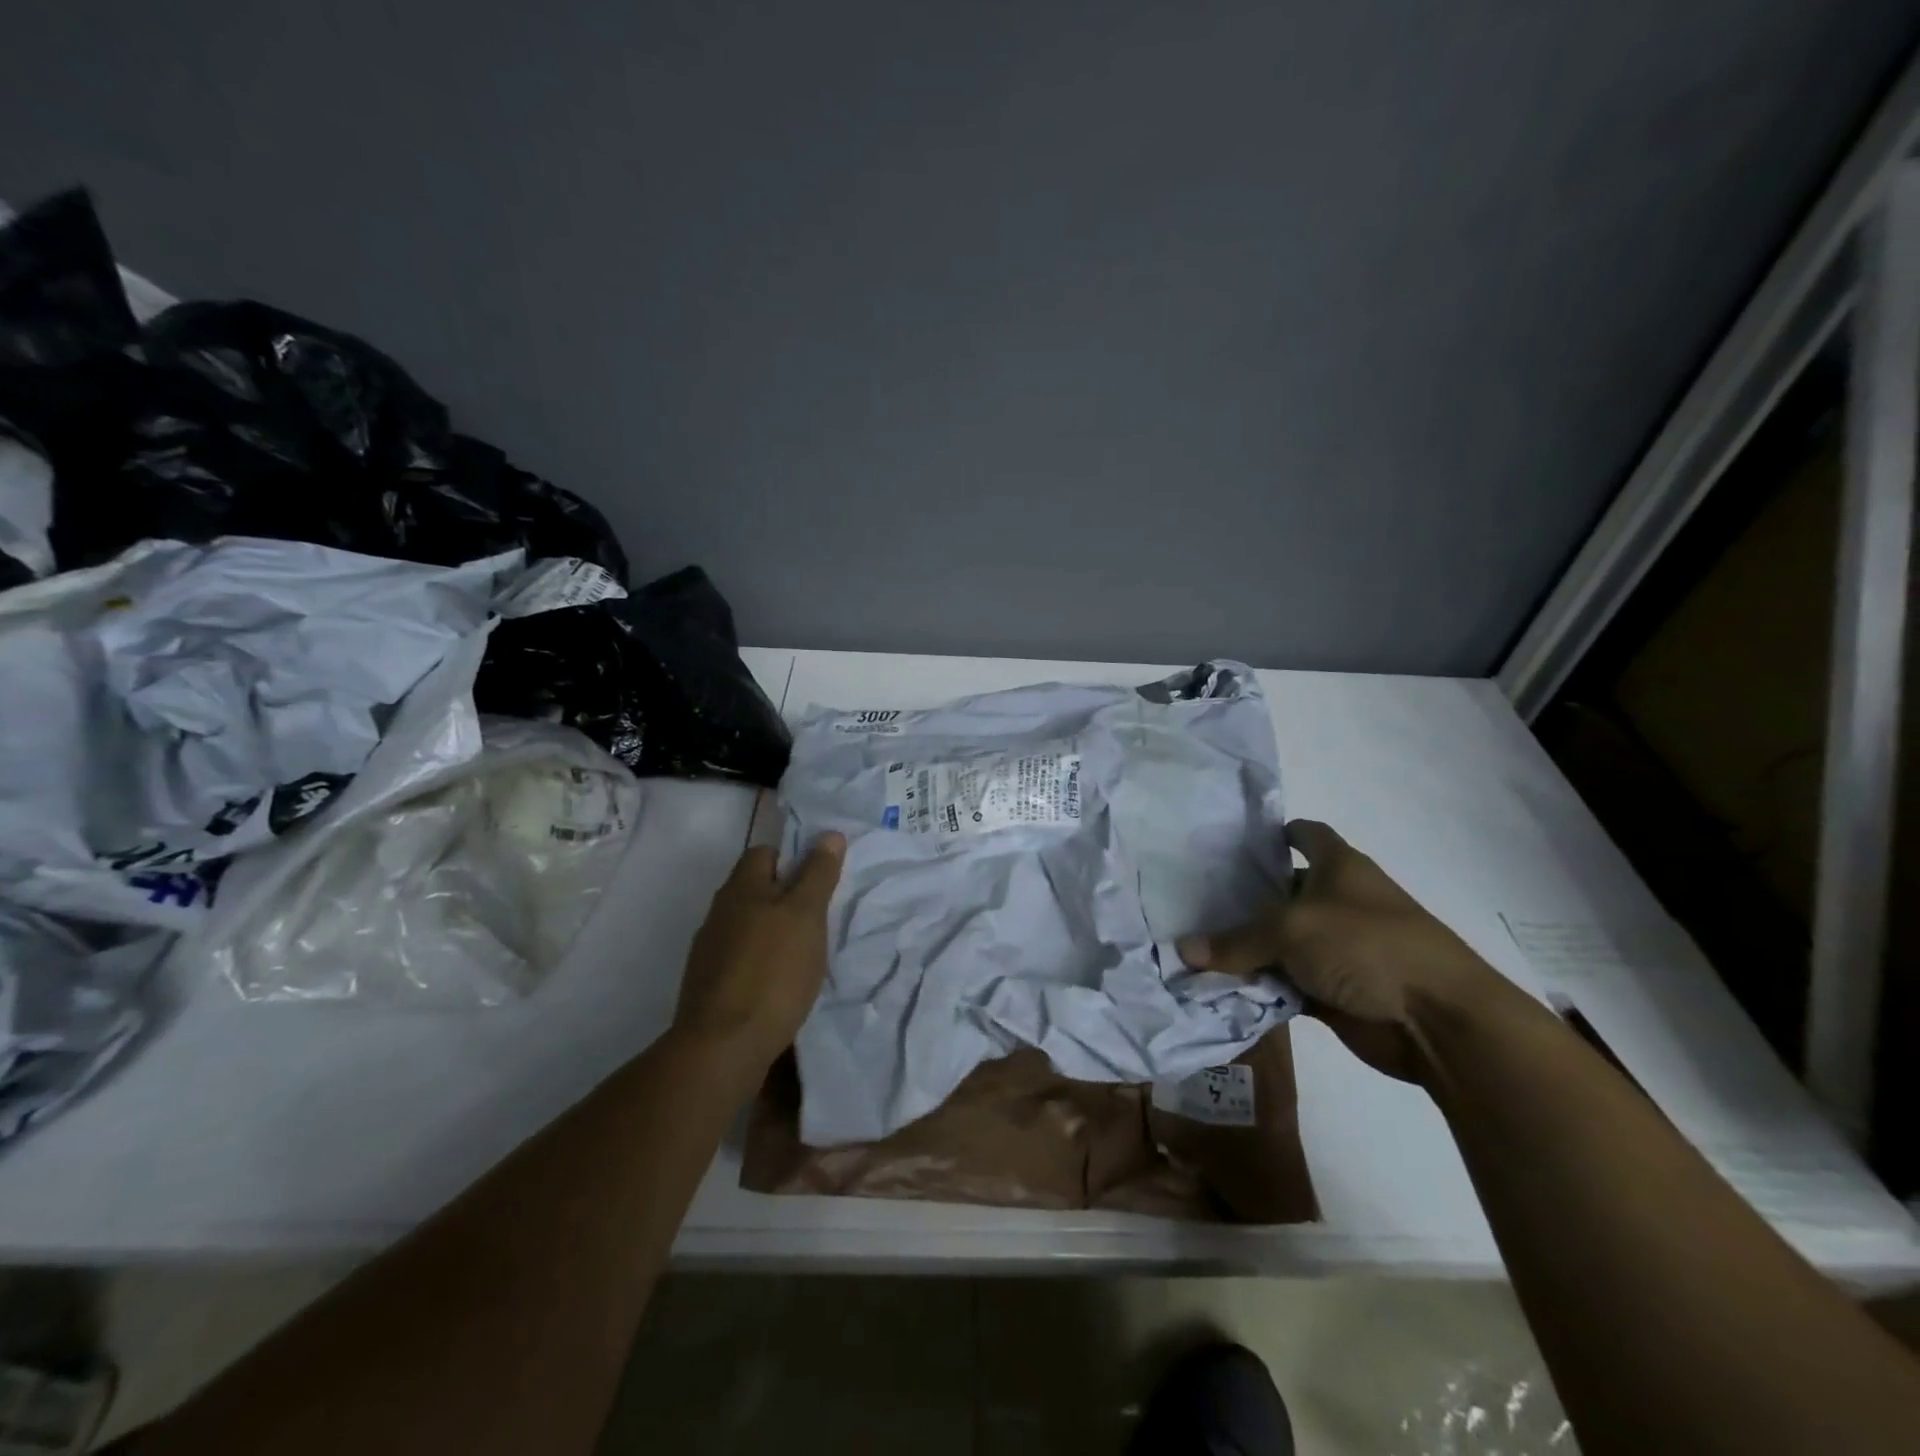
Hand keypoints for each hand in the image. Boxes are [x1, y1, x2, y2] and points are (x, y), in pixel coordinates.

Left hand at [672, 833, 846, 1086]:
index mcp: (740, 887)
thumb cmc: (772, 971)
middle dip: (786, 896)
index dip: (793, 858)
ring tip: (805, 951)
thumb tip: (829, 834)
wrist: (722, 1046)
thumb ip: (817, 874)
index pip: (765, 852)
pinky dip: (762, 961)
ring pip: (748, 925)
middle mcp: (719, 911)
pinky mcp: (709, 984)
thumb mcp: (806, 915)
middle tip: (820, 916)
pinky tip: (780, 982)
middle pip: (755, 889)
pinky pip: (741, 958)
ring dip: (773, 931)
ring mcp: (709, 950)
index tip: (821, 878)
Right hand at [1178, 820, 1516, 1082]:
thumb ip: (1235, 941)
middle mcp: (1336, 902)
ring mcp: (1334, 948)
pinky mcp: (1331, 990)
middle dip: (1239, 899)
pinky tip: (1216, 987)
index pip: (1304, 834)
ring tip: (1192, 945)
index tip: (1230, 842)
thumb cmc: (1368, 946)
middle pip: (1280, 892)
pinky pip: (1282, 983)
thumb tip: (1183, 950)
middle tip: (1190, 900)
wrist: (1438, 1021)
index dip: (1273, 833)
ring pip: (1277, 943)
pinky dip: (1257, 987)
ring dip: (1244, 950)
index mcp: (1338, 867)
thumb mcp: (1292, 930)